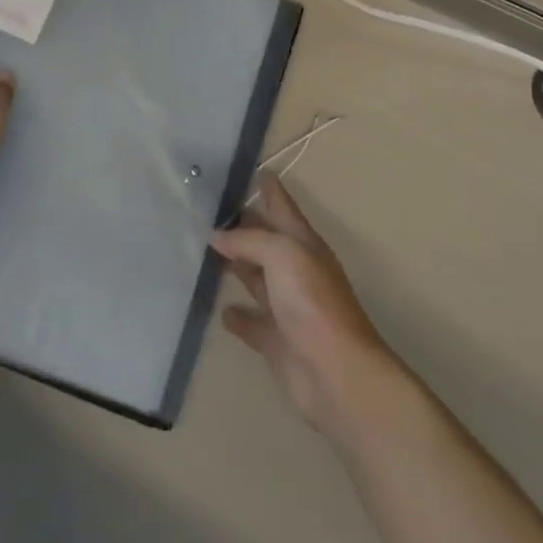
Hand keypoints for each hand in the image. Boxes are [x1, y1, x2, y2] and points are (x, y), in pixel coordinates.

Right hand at [210, 176, 398, 441]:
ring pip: (256, 278)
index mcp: (302, 244)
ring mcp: (286, 306)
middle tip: (212, 210)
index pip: (283, 207)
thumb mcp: (282, 254)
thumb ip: (248, 240)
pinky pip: (251, 322)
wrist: (336, 372)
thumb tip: (217, 236)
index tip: (256, 170)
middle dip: (245, 225)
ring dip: (237, 266)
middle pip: (266, 241)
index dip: (271, 189)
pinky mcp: (275, 340)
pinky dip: (237, 316)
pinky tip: (220, 310)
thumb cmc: (312, 301)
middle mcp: (295, 270)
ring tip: (207, 251)